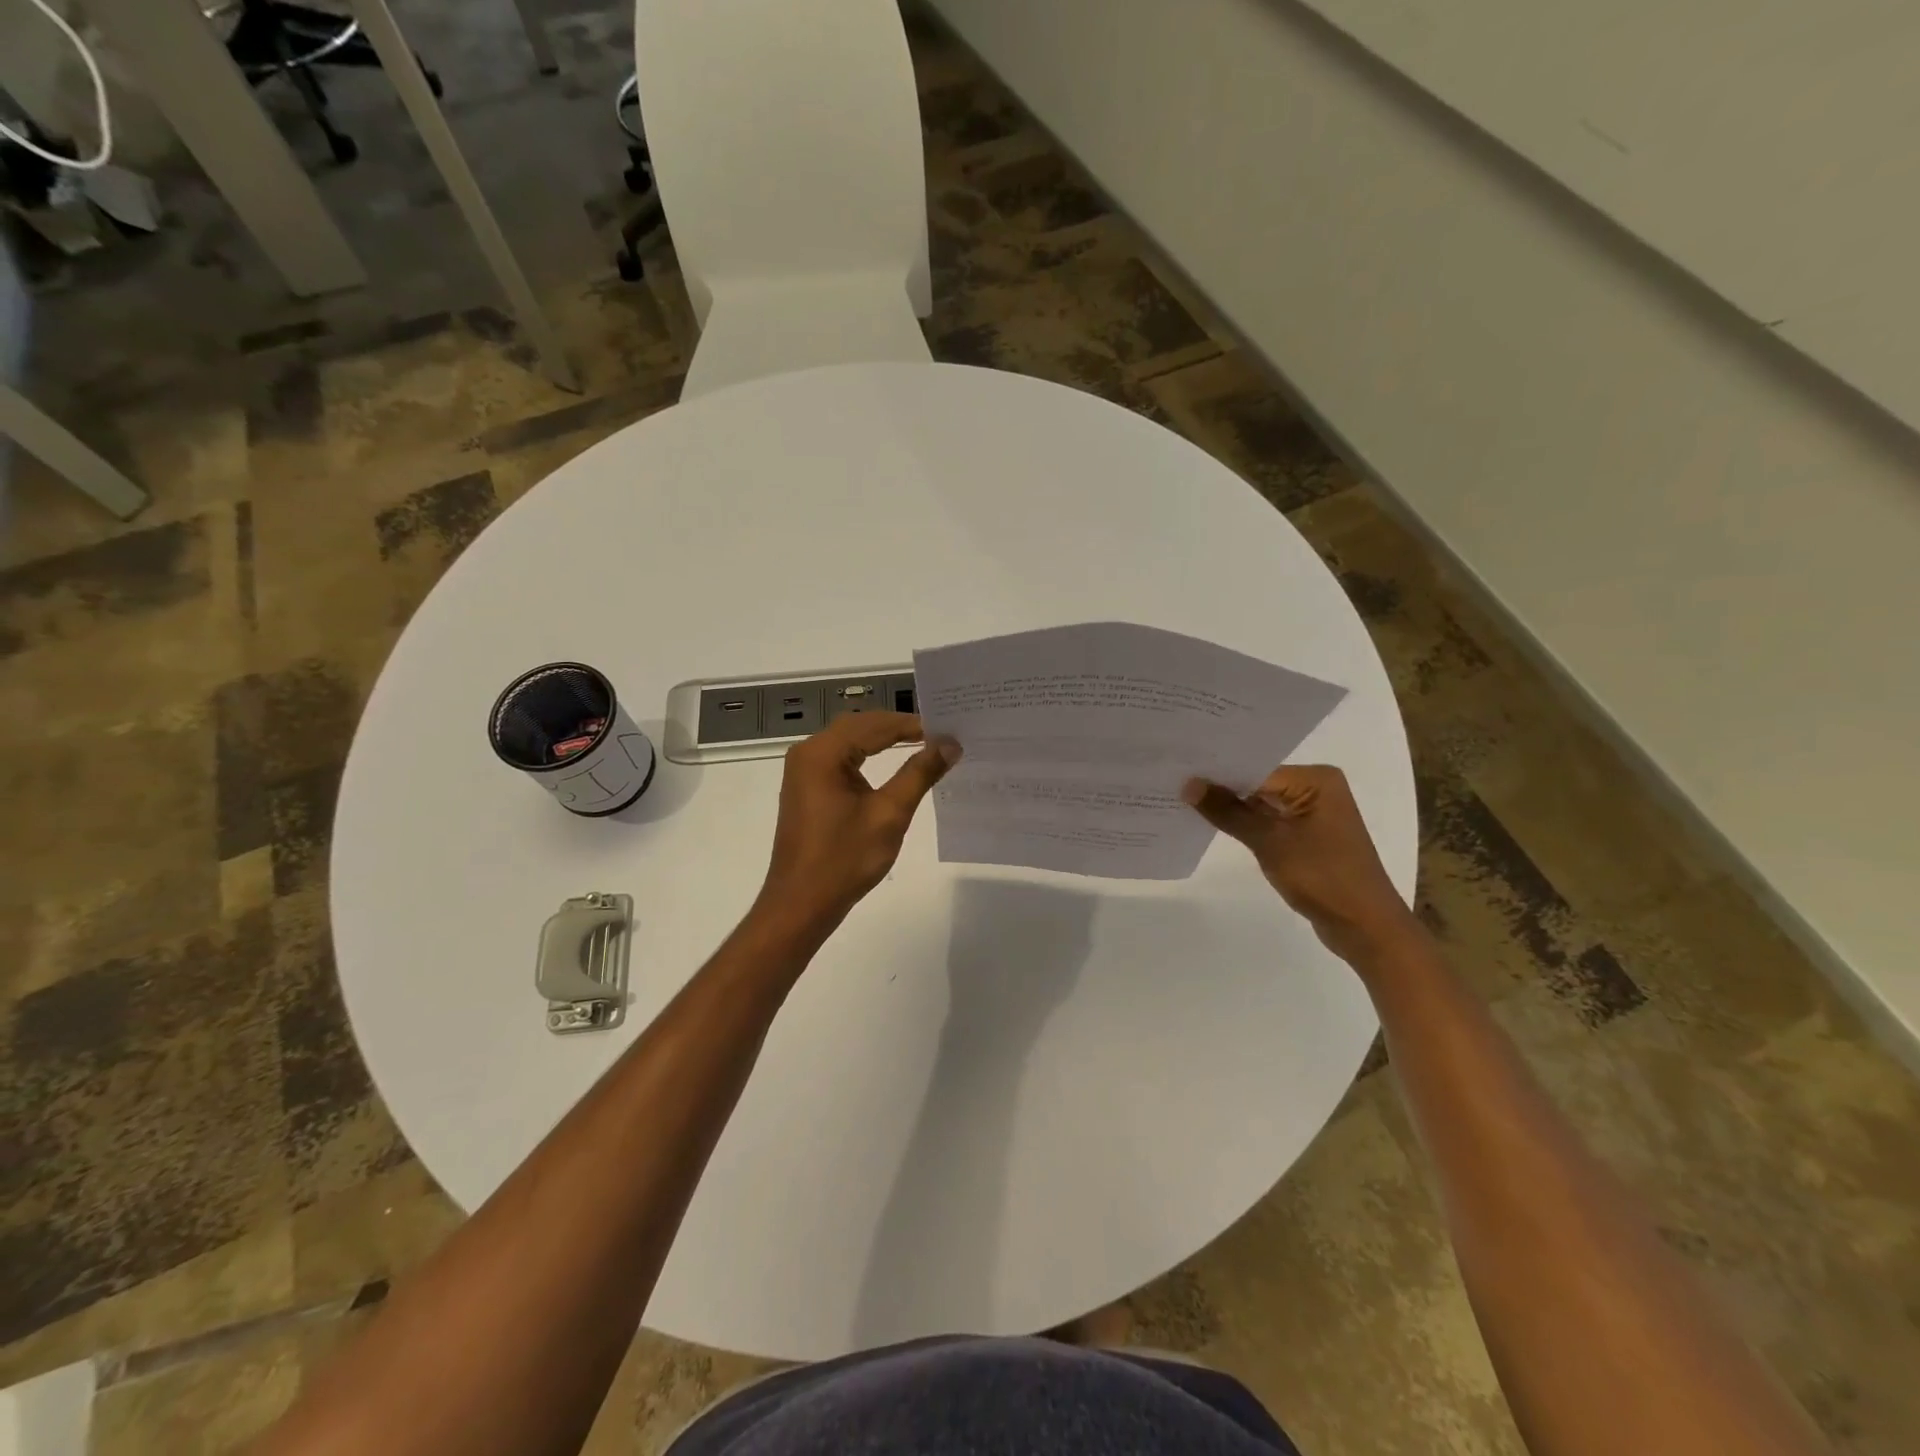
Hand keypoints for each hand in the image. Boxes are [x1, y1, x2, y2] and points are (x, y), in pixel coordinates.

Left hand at [758, 713, 957, 929]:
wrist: (802, 902)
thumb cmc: (845, 858)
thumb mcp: (890, 814)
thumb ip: (919, 773)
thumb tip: (949, 744)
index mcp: (823, 753)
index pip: (875, 725)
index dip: (913, 724)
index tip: (948, 729)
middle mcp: (808, 753)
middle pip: (860, 726)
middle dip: (898, 727)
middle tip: (939, 734)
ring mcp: (804, 771)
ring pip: (849, 741)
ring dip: (883, 740)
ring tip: (923, 744)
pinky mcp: (806, 788)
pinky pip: (840, 759)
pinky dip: (867, 756)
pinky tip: (892, 764)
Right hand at [1184, 765, 1416, 965]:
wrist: (1365, 927)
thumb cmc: (1323, 876)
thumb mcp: (1269, 841)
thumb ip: (1227, 811)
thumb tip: (1188, 785)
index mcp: (1316, 780)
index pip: (1256, 767)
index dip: (1218, 771)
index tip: (1179, 769)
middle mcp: (1316, 788)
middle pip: (1258, 781)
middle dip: (1220, 787)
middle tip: (1174, 781)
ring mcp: (1312, 813)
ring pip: (1260, 802)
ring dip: (1230, 806)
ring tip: (1183, 799)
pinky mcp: (1306, 836)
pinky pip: (1268, 821)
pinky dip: (1244, 823)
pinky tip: (1212, 822)